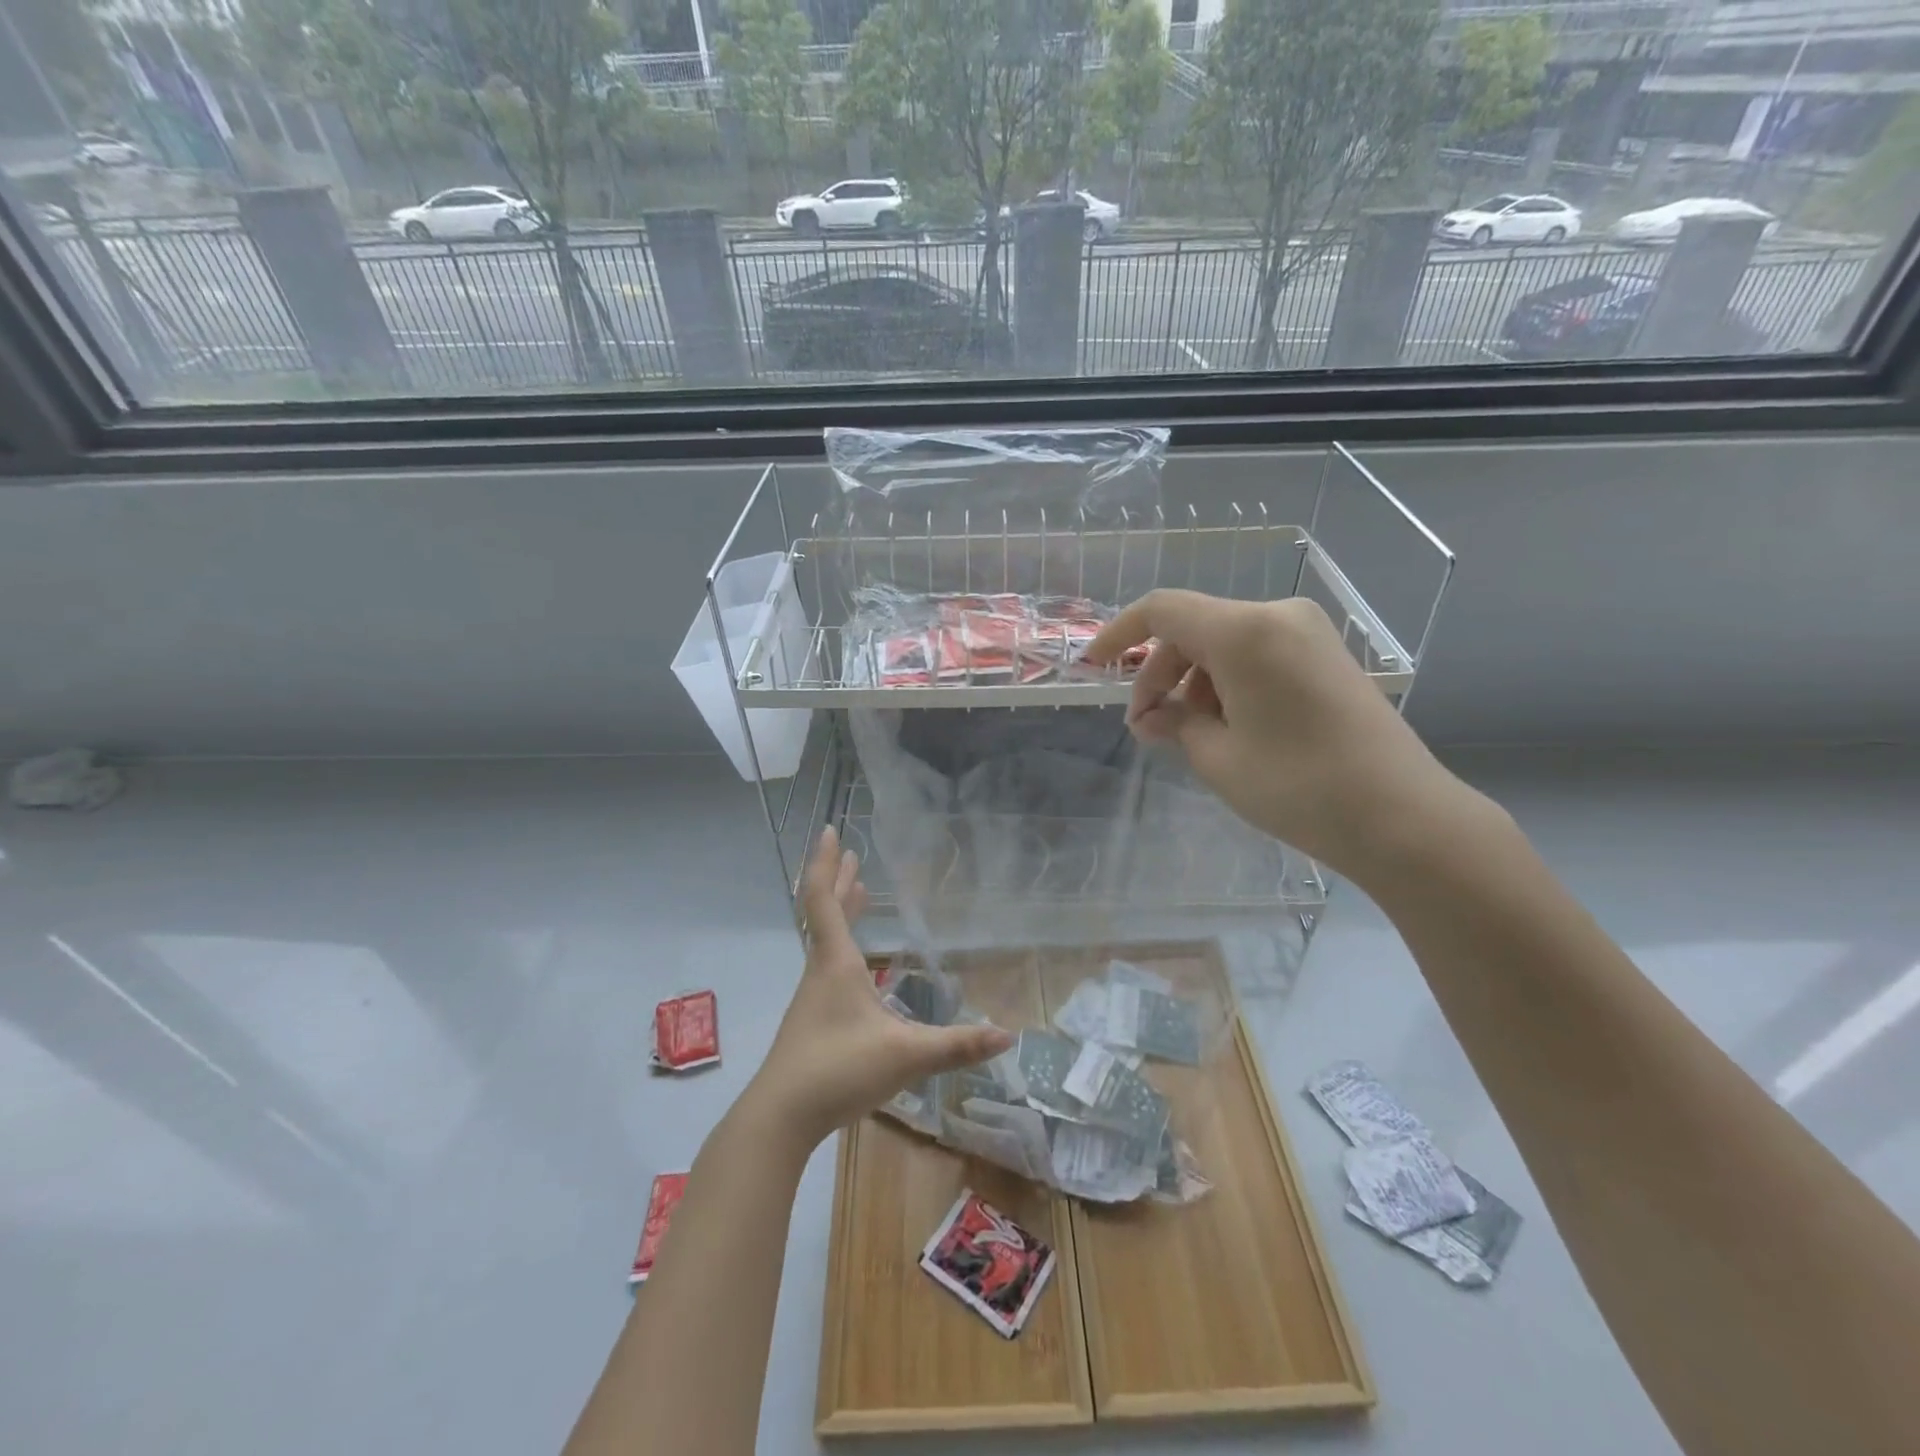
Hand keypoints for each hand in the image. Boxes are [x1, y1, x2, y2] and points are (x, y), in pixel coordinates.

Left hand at [746, 828, 1014, 1146]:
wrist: (780, 1118)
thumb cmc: (838, 1070)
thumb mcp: (905, 1056)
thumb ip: (956, 1045)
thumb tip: (1007, 1035)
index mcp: (836, 963)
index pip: (824, 899)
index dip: (826, 863)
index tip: (830, 831)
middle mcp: (820, 971)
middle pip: (825, 913)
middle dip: (839, 880)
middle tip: (850, 854)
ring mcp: (812, 997)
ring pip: (826, 940)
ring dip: (840, 911)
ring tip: (858, 893)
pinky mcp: (812, 1021)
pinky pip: (828, 964)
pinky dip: (842, 944)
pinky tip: (858, 968)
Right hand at [1084, 590, 1478, 884]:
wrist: (1403, 817)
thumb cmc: (1298, 786)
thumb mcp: (1218, 758)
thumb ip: (1173, 724)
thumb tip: (1150, 717)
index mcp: (1245, 632)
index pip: (1163, 610)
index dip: (1119, 634)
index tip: (1092, 665)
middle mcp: (1277, 617)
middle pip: (1194, 628)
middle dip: (1159, 673)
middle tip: (1146, 726)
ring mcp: (1307, 634)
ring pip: (1224, 643)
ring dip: (1193, 682)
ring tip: (1186, 735)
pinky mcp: (1325, 655)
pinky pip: (1256, 654)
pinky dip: (1226, 683)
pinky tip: (1225, 727)